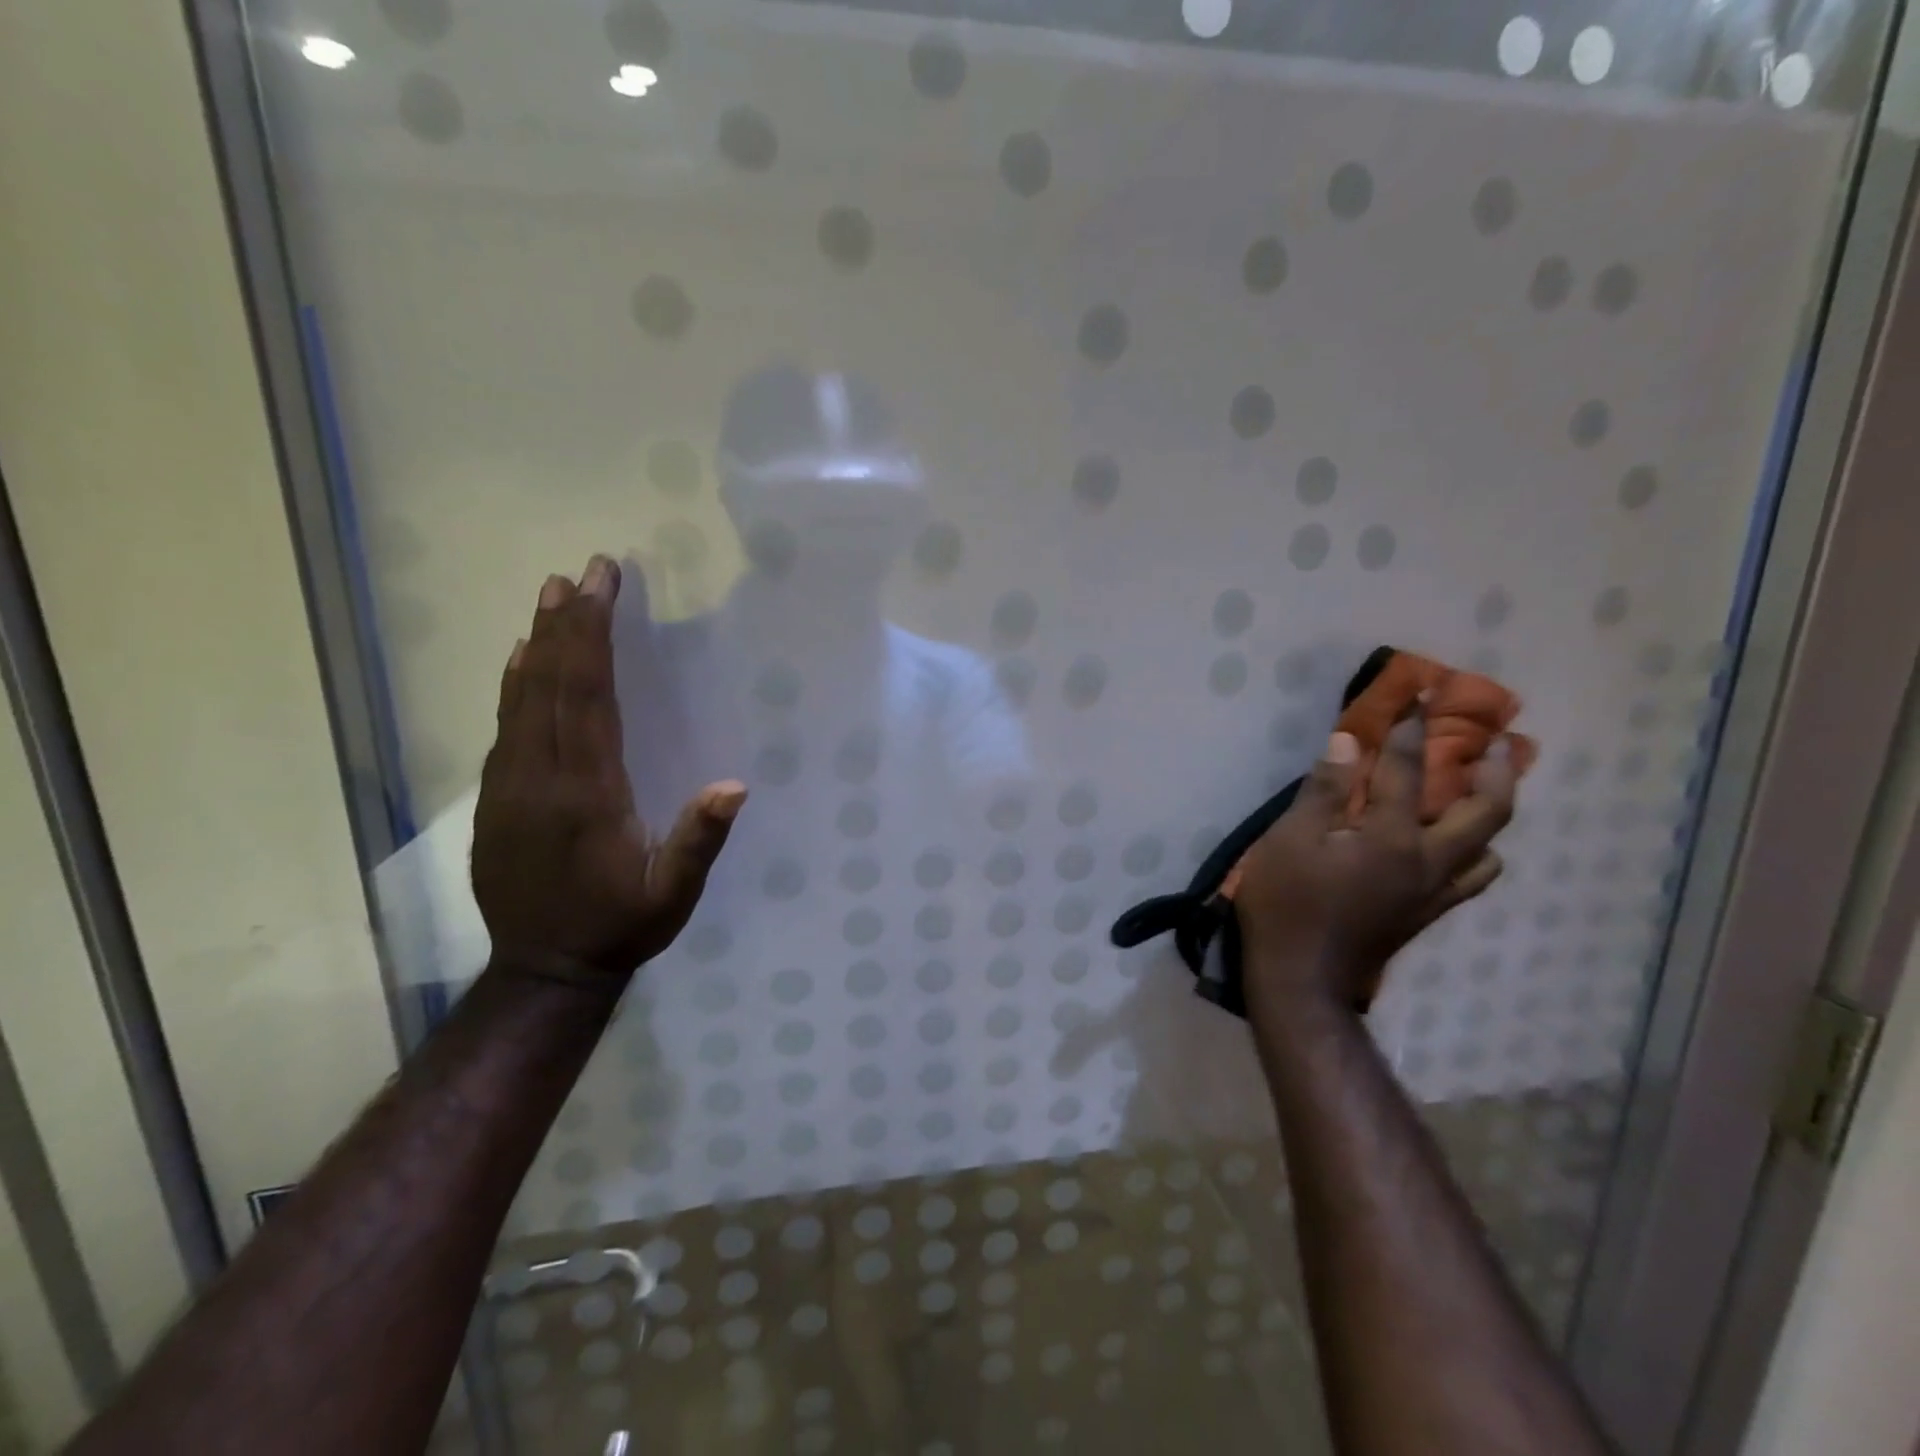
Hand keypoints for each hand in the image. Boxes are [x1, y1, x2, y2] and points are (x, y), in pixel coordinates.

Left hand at [470, 556, 745, 987]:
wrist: (542, 971)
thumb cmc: (618, 927)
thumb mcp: (672, 895)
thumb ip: (698, 841)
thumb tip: (734, 785)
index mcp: (585, 792)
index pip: (586, 697)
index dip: (592, 637)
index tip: (600, 586)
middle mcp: (540, 778)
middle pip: (550, 684)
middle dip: (567, 623)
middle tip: (580, 573)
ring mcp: (509, 786)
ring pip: (520, 699)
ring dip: (538, 643)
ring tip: (549, 596)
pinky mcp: (495, 799)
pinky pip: (504, 727)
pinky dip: (514, 685)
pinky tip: (520, 661)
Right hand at [1234, 714, 1515, 1012]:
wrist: (1301, 979)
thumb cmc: (1287, 904)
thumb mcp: (1290, 840)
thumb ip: (1324, 791)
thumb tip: (1349, 742)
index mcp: (1392, 839)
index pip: (1408, 771)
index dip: (1413, 729)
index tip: (1423, 695)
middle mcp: (1428, 861)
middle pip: (1486, 812)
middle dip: (1497, 770)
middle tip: (1501, 741)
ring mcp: (1433, 892)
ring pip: (1487, 849)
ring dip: (1491, 815)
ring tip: (1480, 793)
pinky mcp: (1425, 915)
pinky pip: (1469, 878)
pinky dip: (1474, 853)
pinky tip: (1454, 847)